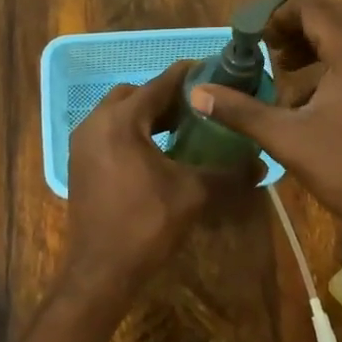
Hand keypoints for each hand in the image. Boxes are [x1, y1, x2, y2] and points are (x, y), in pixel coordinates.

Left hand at [66, 61, 240, 296]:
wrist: (101, 270)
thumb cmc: (146, 224)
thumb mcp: (193, 194)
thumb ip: (228, 173)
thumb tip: (262, 164)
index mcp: (121, 121)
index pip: (159, 84)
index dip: (188, 76)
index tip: (213, 71)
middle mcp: (95, 122)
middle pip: (134, 94)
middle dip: (164, 96)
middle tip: (196, 105)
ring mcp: (82, 143)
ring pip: (118, 113)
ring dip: (146, 115)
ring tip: (180, 127)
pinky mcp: (79, 163)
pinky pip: (107, 132)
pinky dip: (130, 132)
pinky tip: (155, 151)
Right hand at [192, 0, 341, 238]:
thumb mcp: (286, 138)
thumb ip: (240, 111)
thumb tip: (197, 94)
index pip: (312, 10)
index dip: (277, 15)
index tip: (250, 34)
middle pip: (331, 14)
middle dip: (294, 23)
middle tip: (265, 43)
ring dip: (312, 39)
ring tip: (282, 63)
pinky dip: (330, 56)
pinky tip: (307, 91)